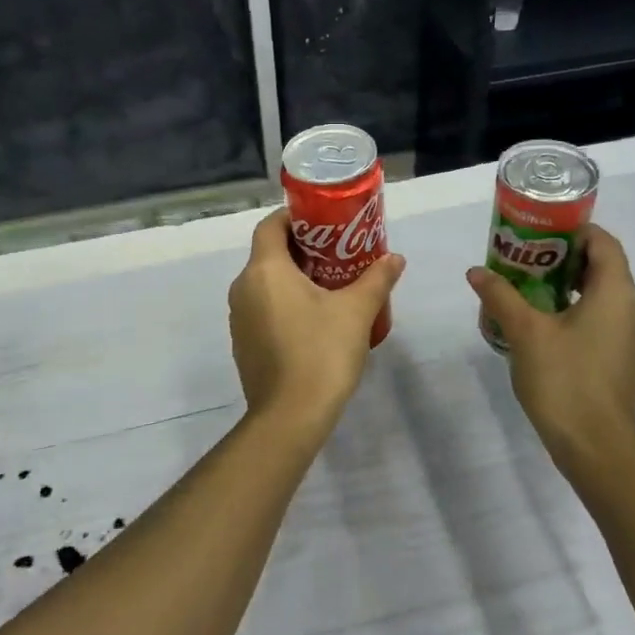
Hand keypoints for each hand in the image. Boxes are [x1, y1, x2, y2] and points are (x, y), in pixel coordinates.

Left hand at [229, 210, 404, 441]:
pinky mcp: (243, 344)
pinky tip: (314, 321)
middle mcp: (243, 288)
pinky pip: (263, 309)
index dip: (295, 218)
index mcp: (264, 270)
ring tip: (331, 286)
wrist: (290, 417)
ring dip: (293, 279)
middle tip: (338, 253)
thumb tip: (395, 258)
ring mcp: (239, 319)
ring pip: (265, 284)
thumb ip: (376, 279)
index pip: (270, 225)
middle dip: (302, 249)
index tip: (325, 223)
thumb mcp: (356, 311)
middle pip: (269, 254)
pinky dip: (284, 304)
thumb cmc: (321, 352)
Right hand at [466, 224, 634, 485]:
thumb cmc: (565, 380)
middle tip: (523, 256)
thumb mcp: (525, 332)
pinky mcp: (622, 356)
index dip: (573, 231)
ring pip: (601, 293)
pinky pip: (601, 316)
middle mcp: (632, 308)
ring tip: (525, 285)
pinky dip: (575, 307)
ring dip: (566, 283)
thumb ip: (501, 296)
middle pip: (602, 266)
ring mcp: (630, 335)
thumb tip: (476, 272)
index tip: (537, 231)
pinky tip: (541, 320)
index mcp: (617, 293)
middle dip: (562, 257)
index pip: (603, 242)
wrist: (595, 447)